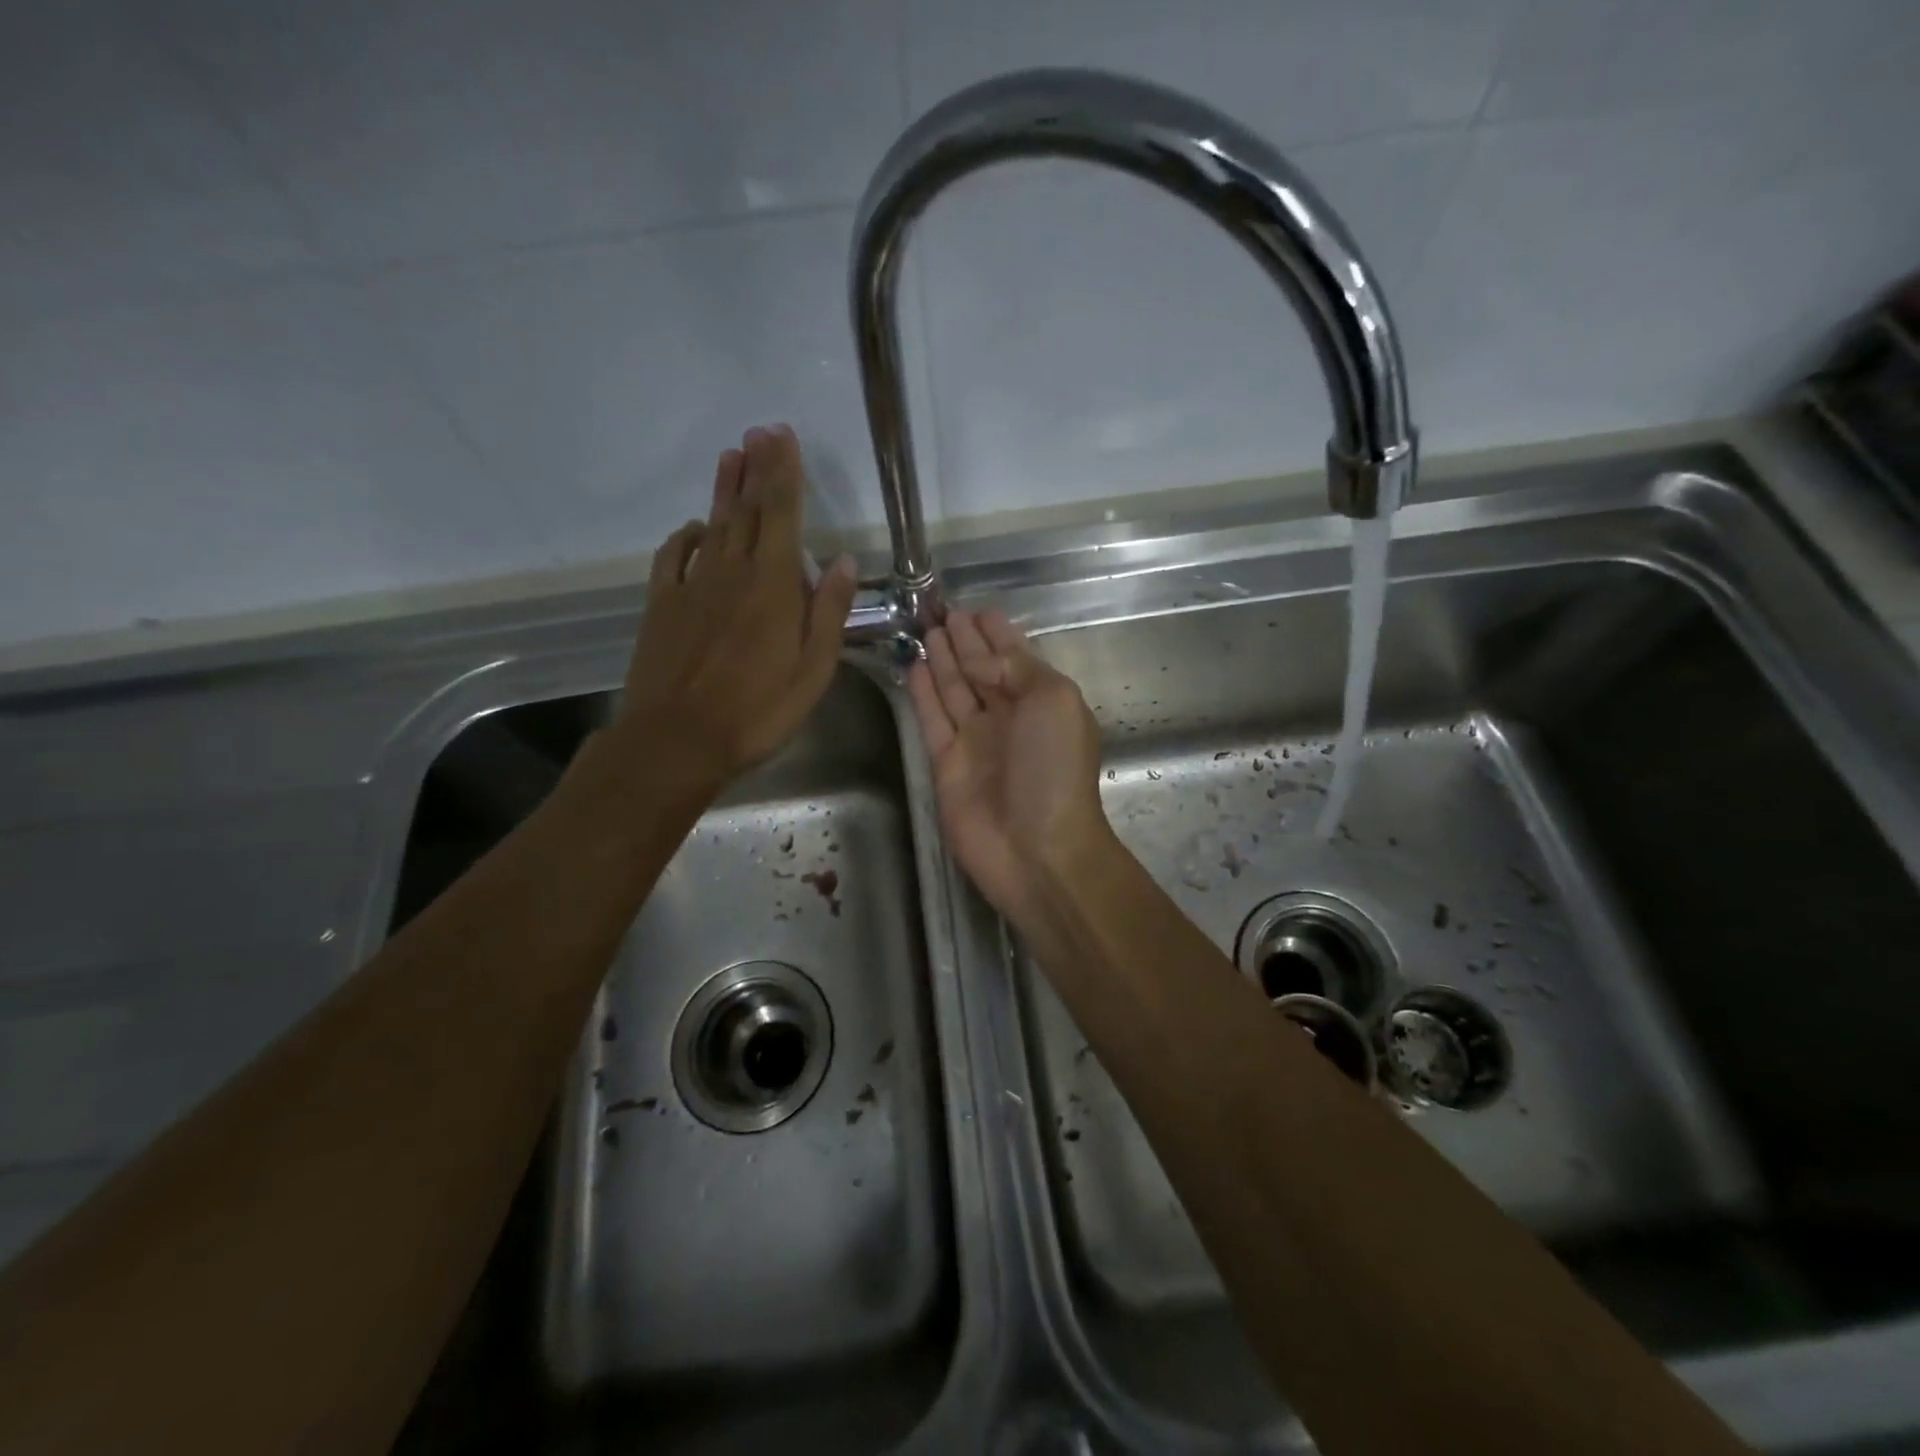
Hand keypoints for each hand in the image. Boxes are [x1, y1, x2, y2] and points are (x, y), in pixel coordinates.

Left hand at [612, 424, 857, 797]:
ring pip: (712, 526)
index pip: (780, 514)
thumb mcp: (813, 671)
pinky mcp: (663, 605)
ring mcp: (692, 586)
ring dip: (723, 490)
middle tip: (760, 431)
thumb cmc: (757, 711)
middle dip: (756, 469)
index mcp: (772, 585)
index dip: (783, 472)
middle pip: (745, 510)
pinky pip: (673, 557)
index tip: (783, 437)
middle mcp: (731, 572)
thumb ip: (828, 612)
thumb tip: (842, 560)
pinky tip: (693, 527)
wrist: (677, 740)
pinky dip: (685, 536)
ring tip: (731, 456)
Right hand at [908, 608, 1111, 923]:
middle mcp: (1008, 717)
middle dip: (966, 641)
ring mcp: (976, 740)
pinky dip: (924, 692)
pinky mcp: (946, 763)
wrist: (1036, 847)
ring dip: (944, 659)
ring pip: (955, 689)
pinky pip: (932, 718)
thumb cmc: (1054, 769)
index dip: (996, 633)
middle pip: (981, 669)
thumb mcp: (1054, 700)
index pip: (1015, 656)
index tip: (976, 608)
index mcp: (1042, 700)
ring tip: (926, 629)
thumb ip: (1016, 668)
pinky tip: (915, 666)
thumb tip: (980, 659)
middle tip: (942, 610)